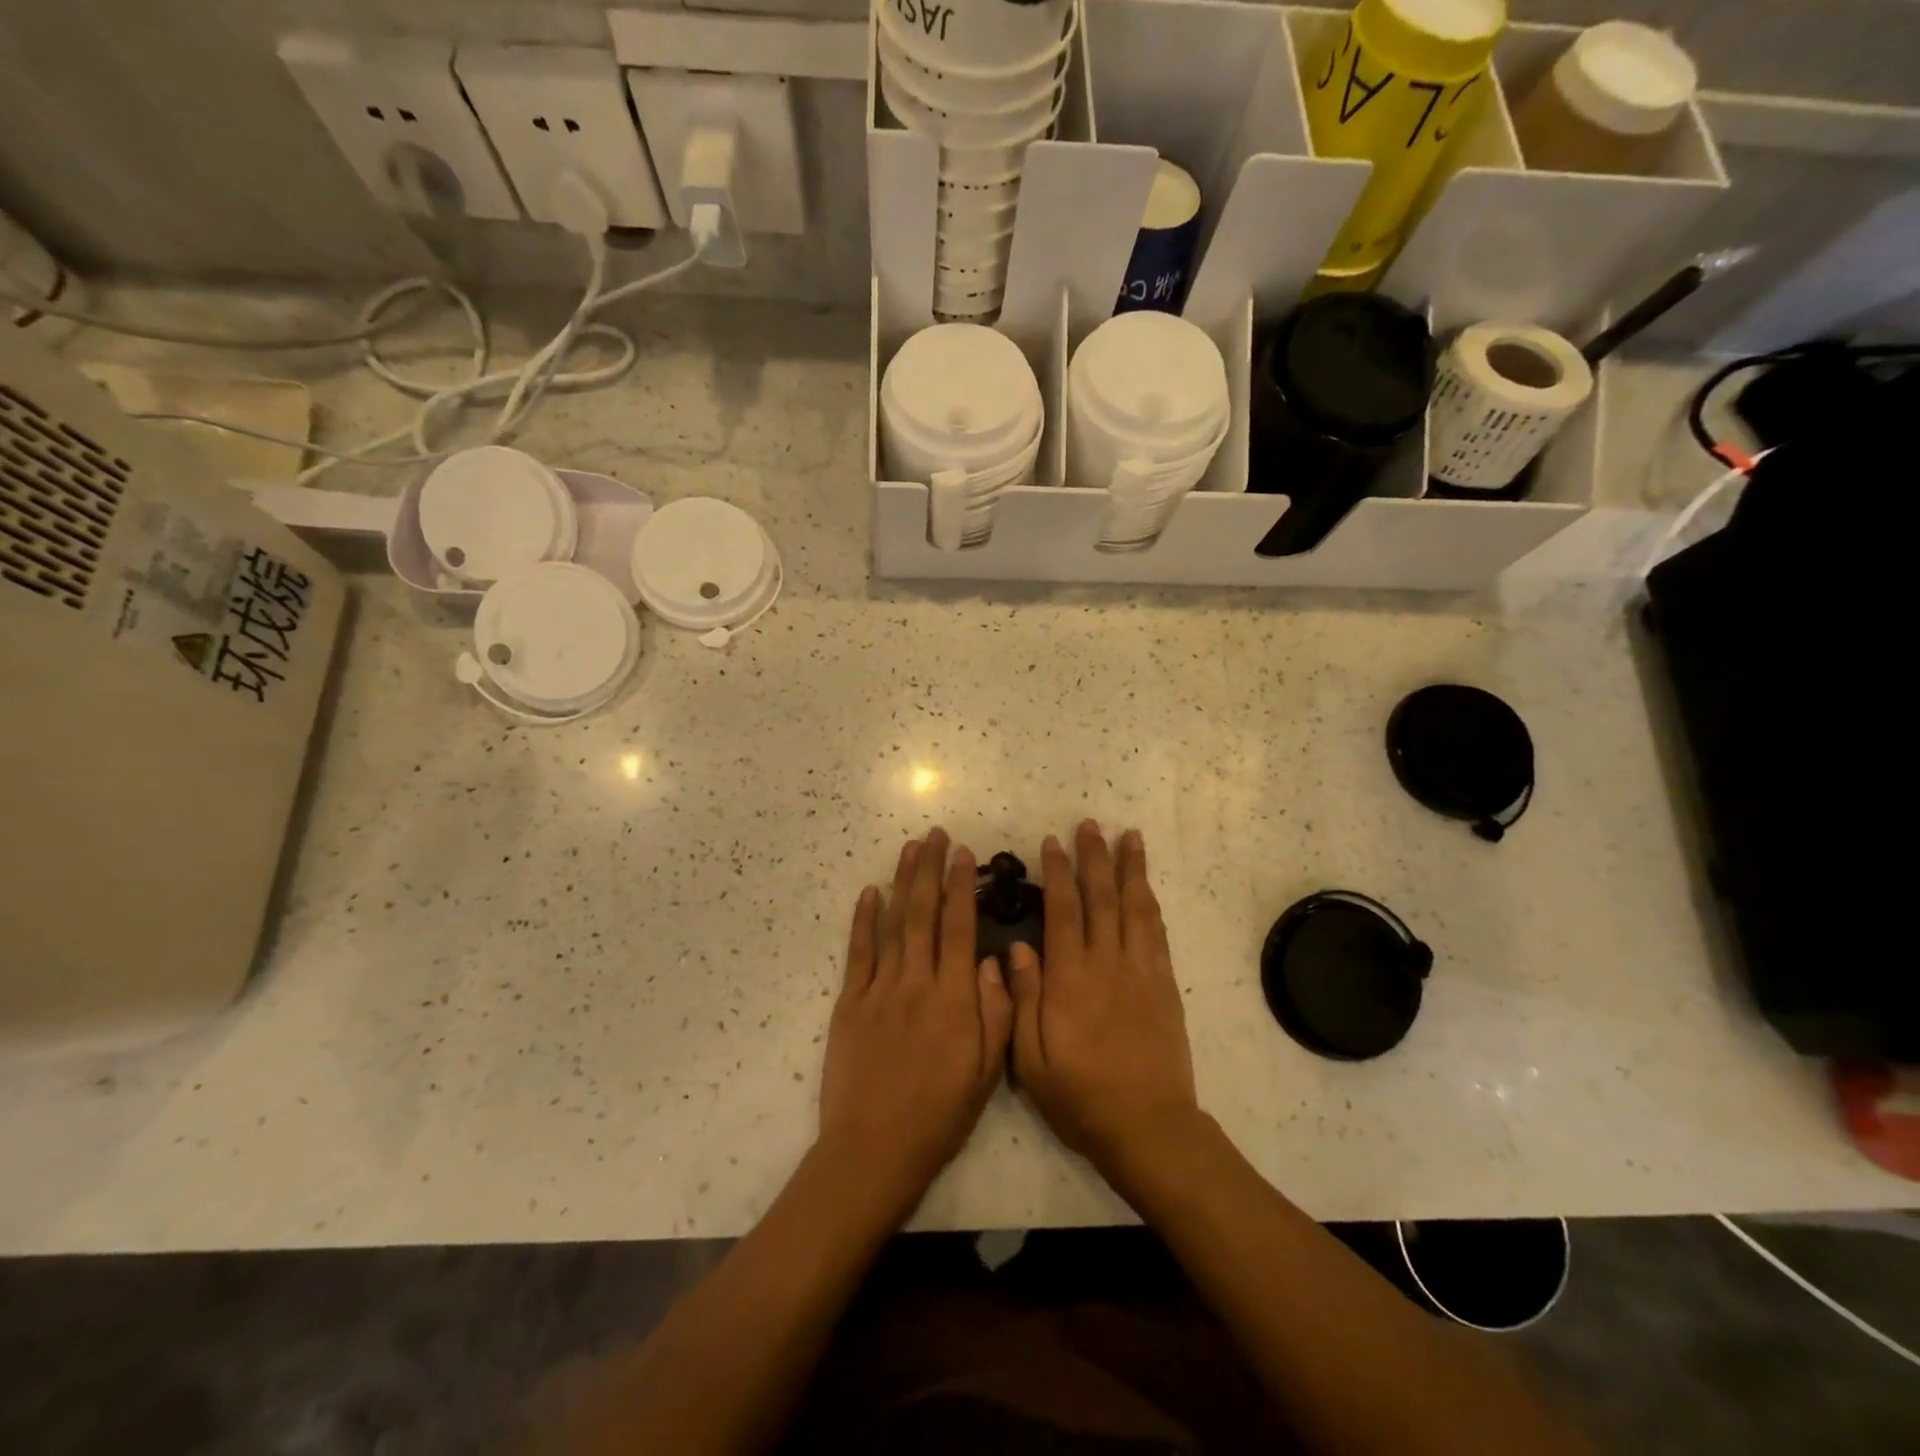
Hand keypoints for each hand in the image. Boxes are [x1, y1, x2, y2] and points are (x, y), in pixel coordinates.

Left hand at [818, 829, 1013, 1220]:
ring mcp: (879, 990)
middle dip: (931, 870)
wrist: (874, 1149)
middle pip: (924, 914)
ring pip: (893, 923)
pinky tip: (869, 892)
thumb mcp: (986, 1072)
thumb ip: (996, 1011)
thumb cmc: (939, 1114)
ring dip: (901, 882)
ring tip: (910, 848)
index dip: (962, 886)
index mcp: (954, 999)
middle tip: (935, 835)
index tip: (964, 853)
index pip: (959, 928)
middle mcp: (917, 983)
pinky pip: (858, 952)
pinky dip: (863, 919)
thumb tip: (997, 959)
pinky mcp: (850, 1003)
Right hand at [1008, 822, 1198, 1177]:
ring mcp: (1141, 972)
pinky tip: (1146, 887)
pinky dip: (1150, 903)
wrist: (1149, 1127)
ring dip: (1130, 869)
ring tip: (1128, 837)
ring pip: (1135, 907)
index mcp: (1071, 979)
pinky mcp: (1164, 985)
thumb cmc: (1081, 1096)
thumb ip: (1023, 999)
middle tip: (1090, 824)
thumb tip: (1017, 947)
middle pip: (1101, 898)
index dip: (1057, 874)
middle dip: (1094, 858)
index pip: (1063, 912)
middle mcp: (1108, 964)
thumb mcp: (1032, 1059)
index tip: (1052, 843)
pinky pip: (1157, 933)